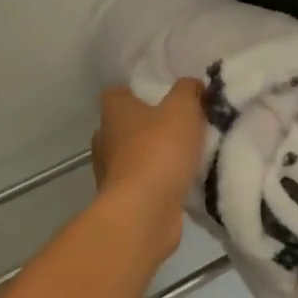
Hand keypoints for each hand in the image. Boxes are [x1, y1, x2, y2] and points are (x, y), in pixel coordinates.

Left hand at [91, 82, 204, 259]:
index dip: (141, 91)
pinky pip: (143, 182)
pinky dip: (159, 181)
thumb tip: (193, 85)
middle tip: (184, 125)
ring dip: (156, 155)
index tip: (167, 97)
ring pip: (135, 155)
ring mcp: (110, 172)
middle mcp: (105, 138)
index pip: (119, 92)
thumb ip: (189, 90)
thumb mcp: (183, 109)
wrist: (144, 212)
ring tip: (189, 155)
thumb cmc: (159, 150)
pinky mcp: (122, 199)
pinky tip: (183, 182)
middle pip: (128, 124)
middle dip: (152, 124)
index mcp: (114, 111)